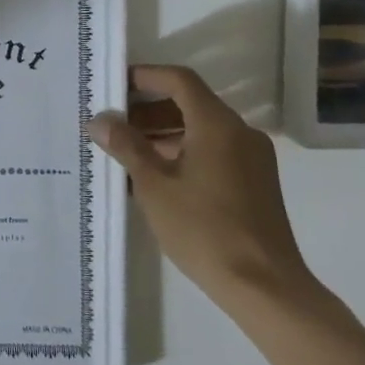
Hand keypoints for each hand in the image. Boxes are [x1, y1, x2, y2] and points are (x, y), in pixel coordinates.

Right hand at [89, 65, 316, 318]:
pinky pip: (214, 151)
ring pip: (201, 130)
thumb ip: (126, 146)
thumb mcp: (154, 186)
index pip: (179, 80)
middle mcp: (239, 132)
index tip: (114, 85)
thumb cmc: (204, 229)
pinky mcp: (255, 183)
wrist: (265, 287)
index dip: (145, 76)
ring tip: (126, 152)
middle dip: (148, 109)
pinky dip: (183, 152)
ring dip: (163, 133)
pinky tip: (155, 177)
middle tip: (112, 123)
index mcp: (217, 124)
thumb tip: (99, 120)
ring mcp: (252, 159)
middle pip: (190, 103)